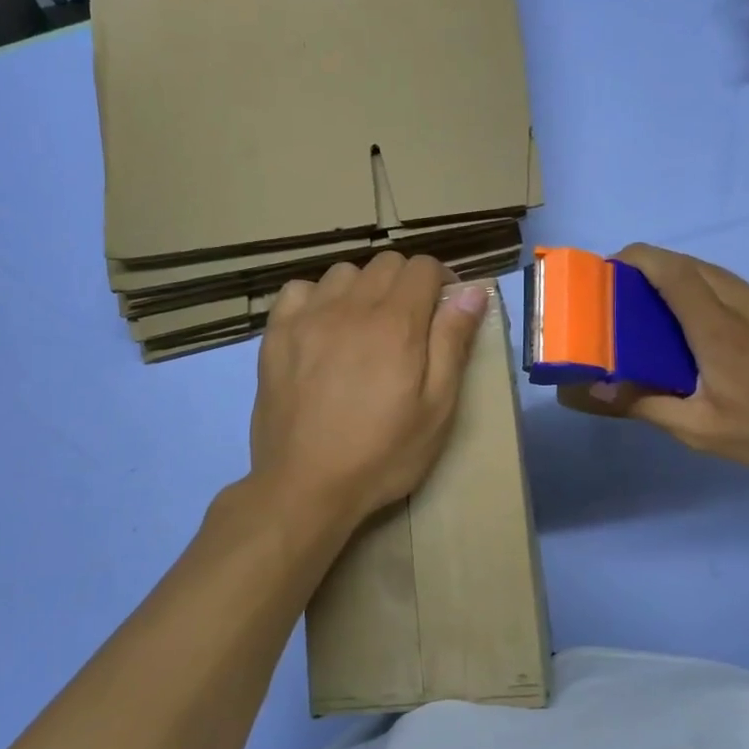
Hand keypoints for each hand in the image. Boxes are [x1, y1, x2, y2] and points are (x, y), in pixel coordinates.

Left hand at [250, 253, 487, 527]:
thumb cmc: (382, 454)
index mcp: (397, 323)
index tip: (444, 311)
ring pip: (343, 273)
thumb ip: (453, 343)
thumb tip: (472, 291)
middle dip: (406, 283)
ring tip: (364, 326)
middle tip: (409, 325)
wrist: (306, 486)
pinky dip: (317, 298)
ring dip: (363, 289)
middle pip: (386, 263)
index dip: (442, 282)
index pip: (424, 267)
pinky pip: (299, 290)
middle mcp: (351, 306)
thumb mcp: (437, 408)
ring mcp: (308, 317)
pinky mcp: (276, 334)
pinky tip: (322, 328)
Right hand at [560, 244, 748, 479]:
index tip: (607, 268)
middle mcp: (743, 305)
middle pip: (689, 264)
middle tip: (618, 290)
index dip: (639, 259)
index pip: (674, 273)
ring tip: (646, 301)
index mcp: (720, 330)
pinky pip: (726, 284)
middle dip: (649, 264)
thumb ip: (643, 404)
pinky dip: (696, 286)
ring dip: (674, 273)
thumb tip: (592, 390)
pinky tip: (686, 317)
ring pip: (710, 270)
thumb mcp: (697, 429)